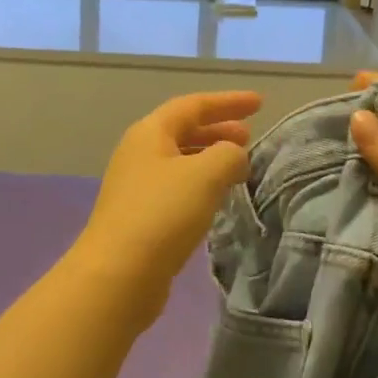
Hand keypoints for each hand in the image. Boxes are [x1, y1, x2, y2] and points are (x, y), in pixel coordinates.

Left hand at [73, 91, 261, 315]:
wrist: (117, 275)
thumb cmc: (162, 214)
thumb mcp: (205, 175)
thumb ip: (229, 154)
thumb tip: (234, 155)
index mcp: (150, 133)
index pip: (193, 105)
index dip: (228, 102)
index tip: (260, 103)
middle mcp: (139, 153)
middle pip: (183, 130)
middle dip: (218, 129)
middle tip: (250, 136)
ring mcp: (136, 186)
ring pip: (180, 160)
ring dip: (210, 157)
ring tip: (239, 166)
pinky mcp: (140, 216)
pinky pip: (177, 187)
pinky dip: (201, 183)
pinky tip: (217, 198)